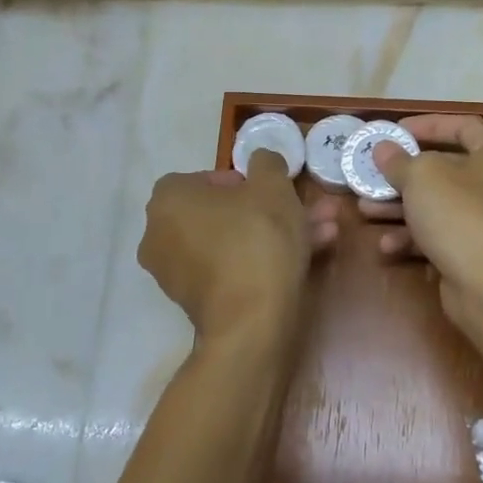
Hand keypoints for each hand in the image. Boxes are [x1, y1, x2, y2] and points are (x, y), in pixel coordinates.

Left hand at [138, 149, 339, 346]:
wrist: (251, 323)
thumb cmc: (257, 239)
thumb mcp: (272, 186)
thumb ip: (266, 163)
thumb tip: (261, 160)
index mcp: (168, 199)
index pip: (205, 178)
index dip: (244, 181)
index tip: (271, 190)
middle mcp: (160, 234)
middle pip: (224, 213)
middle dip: (270, 210)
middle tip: (303, 210)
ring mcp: (175, 272)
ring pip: (234, 241)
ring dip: (275, 235)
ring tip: (322, 232)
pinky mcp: (195, 303)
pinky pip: (231, 269)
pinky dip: (262, 261)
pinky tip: (307, 258)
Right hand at [363, 115, 482, 334]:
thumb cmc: (459, 214)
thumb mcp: (421, 177)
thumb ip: (398, 160)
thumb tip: (382, 149)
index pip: (464, 126)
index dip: (429, 124)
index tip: (396, 131)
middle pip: (443, 169)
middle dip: (402, 173)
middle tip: (371, 174)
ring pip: (434, 205)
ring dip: (398, 207)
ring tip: (365, 209)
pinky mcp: (471, 253)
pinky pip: (436, 237)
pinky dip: (411, 238)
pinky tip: (386, 245)